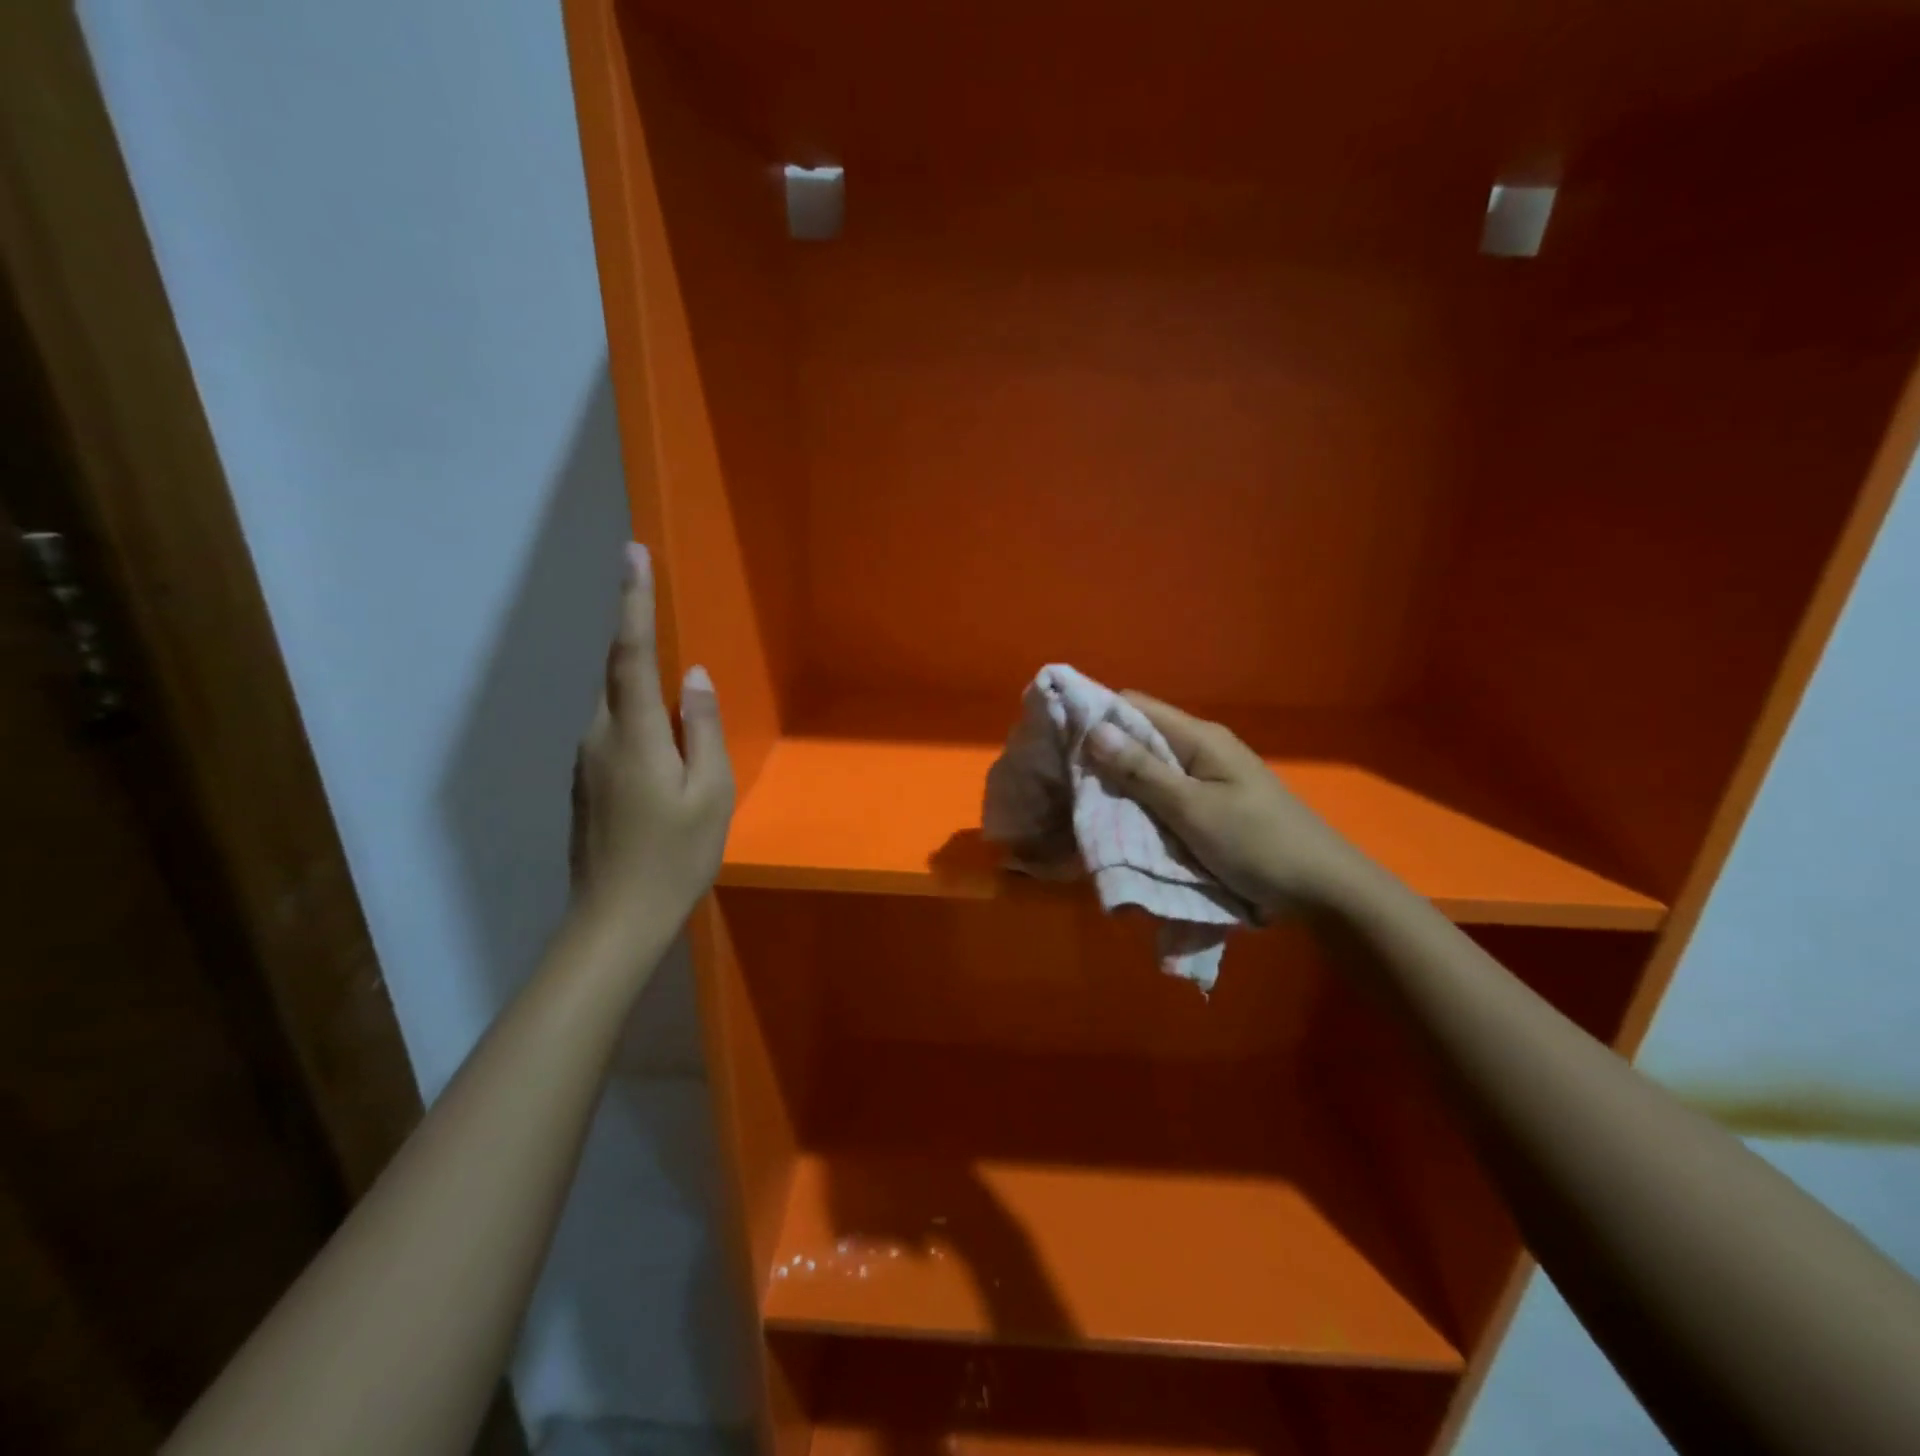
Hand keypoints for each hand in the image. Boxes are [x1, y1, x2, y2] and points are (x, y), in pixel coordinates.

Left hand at [569, 543, 733, 946]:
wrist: (615, 920)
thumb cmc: (675, 857)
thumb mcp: (710, 794)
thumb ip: (702, 729)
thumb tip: (694, 678)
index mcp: (634, 735)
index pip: (630, 654)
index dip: (632, 601)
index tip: (631, 552)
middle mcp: (599, 737)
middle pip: (618, 675)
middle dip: (637, 640)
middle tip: (660, 618)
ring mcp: (586, 762)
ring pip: (616, 706)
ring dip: (643, 690)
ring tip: (679, 712)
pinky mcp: (585, 783)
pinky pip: (614, 733)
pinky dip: (639, 722)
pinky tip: (665, 752)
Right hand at [1087, 693, 1360, 917]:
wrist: (1321, 888)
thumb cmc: (1257, 843)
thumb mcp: (1193, 809)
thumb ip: (1142, 772)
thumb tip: (1093, 730)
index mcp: (1199, 738)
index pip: (1133, 707)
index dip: (1094, 716)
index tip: (1056, 738)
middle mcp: (1200, 749)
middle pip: (1138, 737)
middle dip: (1100, 754)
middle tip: (1061, 778)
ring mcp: (1206, 777)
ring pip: (1148, 768)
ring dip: (1118, 782)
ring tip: (1079, 800)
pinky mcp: (1209, 804)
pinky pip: (1163, 793)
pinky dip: (1138, 802)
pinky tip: (1117, 819)